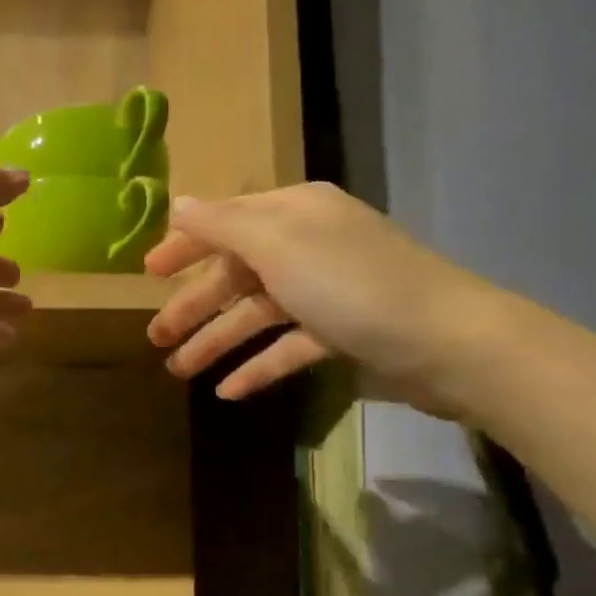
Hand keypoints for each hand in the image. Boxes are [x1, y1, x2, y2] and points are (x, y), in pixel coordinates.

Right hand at [144, 182, 502, 413]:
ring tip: (179, 370)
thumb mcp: (278, 245)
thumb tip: (179, 204)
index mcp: (293, 213)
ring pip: (257, 314)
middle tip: (155, 339)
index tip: (147, 273)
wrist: (449, 343)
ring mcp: (326, 291)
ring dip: (217, 341)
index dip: (184, 246)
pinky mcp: (342, 333)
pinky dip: (258, 365)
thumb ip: (222, 225)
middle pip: (236, 274)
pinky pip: (287, 346)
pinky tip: (228, 391)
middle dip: (194, 306)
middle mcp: (307, 245)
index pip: (225, 223)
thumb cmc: (352, 285)